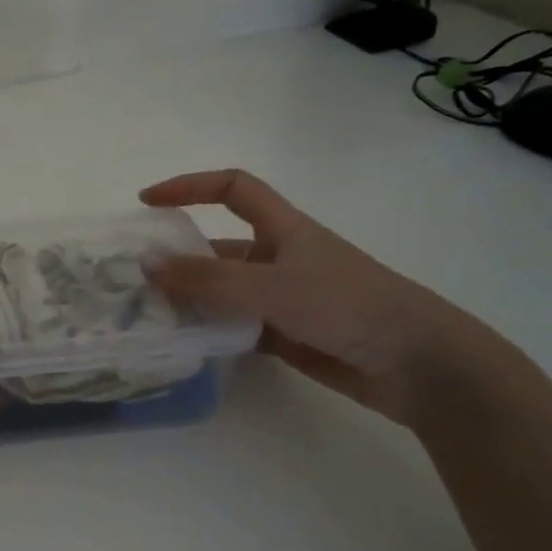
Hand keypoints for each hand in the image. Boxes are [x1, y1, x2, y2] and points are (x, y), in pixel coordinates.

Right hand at [141, 169, 501, 424]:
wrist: (419, 364)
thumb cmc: (348, 306)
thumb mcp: (271, 287)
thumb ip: (207, 280)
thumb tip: (146, 264)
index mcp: (282, 229)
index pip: (232, 188)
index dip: (189, 186)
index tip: (147, 202)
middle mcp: (279, 257)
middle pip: (218, 246)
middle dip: (178, 257)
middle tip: (133, 278)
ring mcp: (283, 298)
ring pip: (224, 291)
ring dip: (190, 299)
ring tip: (147, 315)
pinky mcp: (287, 334)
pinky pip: (235, 326)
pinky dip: (211, 331)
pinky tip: (185, 344)